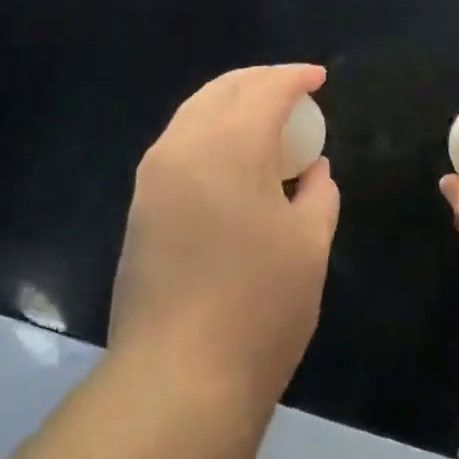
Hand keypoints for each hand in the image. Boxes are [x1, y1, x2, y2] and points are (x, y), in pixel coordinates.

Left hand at [111, 65, 340, 412]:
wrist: (176, 380)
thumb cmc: (259, 308)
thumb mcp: (309, 246)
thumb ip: (318, 194)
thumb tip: (313, 170)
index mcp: (231, 146)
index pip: (266, 89)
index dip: (296, 77)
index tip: (319, 78)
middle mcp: (184, 146)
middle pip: (223, 89)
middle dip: (260, 80)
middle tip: (292, 89)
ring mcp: (154, 176)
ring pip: (194, 112)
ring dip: (230, 102)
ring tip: (263, 118)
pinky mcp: (139, 206)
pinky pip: (178, 144)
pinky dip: (209, 131)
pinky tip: (231, 157)